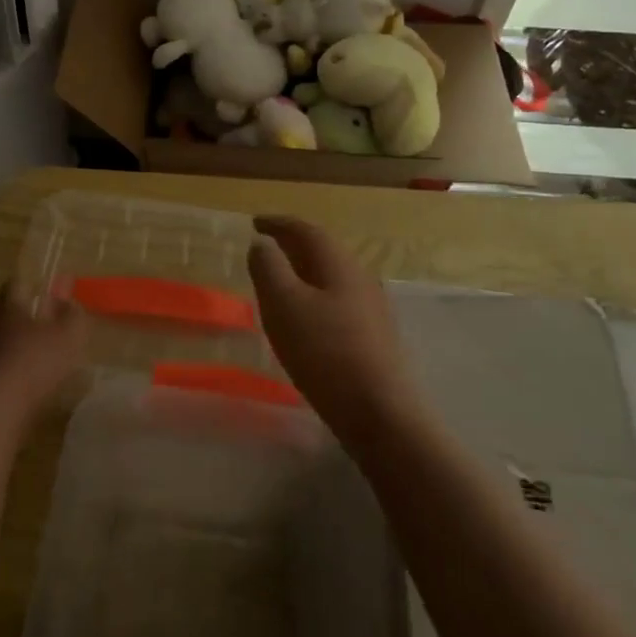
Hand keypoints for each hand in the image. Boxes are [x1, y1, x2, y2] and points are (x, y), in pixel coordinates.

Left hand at [0, 283, 85, 422]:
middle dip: (15, 321)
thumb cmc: (36, 362)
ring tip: (22, 365)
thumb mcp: (69, 336)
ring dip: (3, 349)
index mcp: (10, 308)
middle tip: (34, 333)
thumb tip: (69, 302)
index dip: (28, 288)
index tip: (39, 295)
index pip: (15, 285)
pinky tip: (9, 387)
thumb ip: (73, 316)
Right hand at [248, 216, 417, 440]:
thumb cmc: (325, 352)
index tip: (254, 221)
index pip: (306, 230)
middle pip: (323, 252)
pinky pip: (338, 302)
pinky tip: (306, 320)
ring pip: (332, 278)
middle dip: (292, 246)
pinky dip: (315, 298)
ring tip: (280, 283)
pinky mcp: (375, 338)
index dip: (278, 223)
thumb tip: (262, 243)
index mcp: (339, 264)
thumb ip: (268, 268)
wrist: (381, 414)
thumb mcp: (284, 304)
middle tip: (265, 248)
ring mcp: (372, 309)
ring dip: (304, 273)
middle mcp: (360, 278)